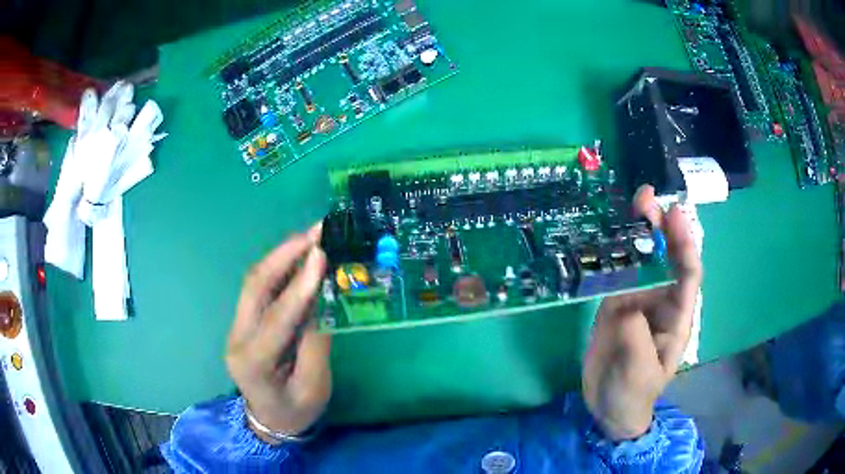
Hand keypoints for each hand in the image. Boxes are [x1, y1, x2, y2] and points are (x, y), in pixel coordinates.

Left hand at [225, 224, 330, 442]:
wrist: (269, 421)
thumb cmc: (296, 411)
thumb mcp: (315, 387)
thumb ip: (316, 343)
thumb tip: (322, 299)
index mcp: (254, 362)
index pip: (276, 317)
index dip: (300, 285)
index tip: (321, 253)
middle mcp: (238, 338)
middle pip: (255, 287)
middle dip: (284, 254)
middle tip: (315, 231)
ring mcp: (237, 327)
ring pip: (254, 282)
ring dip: (282, 255)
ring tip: (310, 236)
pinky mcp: (244, 322)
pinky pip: (260, 289)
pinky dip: (280, 268)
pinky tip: (298, 255)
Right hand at [582, 186, 701, 440]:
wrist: (608, 408)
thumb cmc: (633, 395)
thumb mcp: (638, 373)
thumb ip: (636, 337)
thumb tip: (625, 304)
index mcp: (676, 317)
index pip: (688, 275)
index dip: (685, 244)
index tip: (675, 215)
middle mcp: (660, 302)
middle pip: (666, 259)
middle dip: (662, 228)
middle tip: (647, 198)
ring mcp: (636, 301)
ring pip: (641, 261)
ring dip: (638, 233)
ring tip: (631, 204)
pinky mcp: (614, 305)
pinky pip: (617, 274)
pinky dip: (614, 252)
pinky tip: (607, 234)